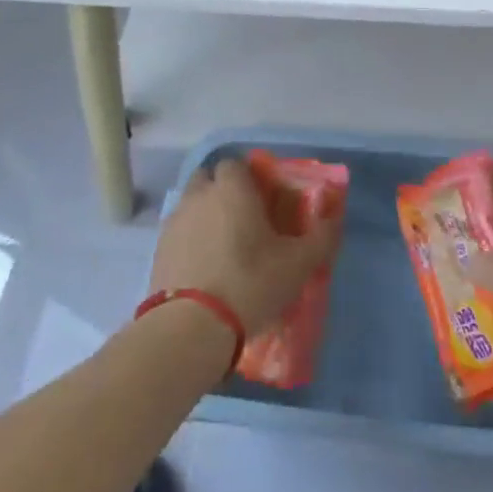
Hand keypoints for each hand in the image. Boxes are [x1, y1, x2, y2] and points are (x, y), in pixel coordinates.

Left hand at [148, 159, 342, 335]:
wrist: (190, 327)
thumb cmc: (250, 283)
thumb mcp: (298, 264)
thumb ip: (321, 237)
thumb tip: (334, 218)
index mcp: (232, 189)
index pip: (235, 164)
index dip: (249, 178)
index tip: (263, 200)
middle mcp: (199, 196)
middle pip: (208, 179)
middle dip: (223, 191)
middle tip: (243, 219)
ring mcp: (174, 222)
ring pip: (191, 205)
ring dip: (205, 215)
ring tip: (223, 246)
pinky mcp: (158, 250)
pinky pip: (178, 233)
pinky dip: (190, 241)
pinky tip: (204, 267)